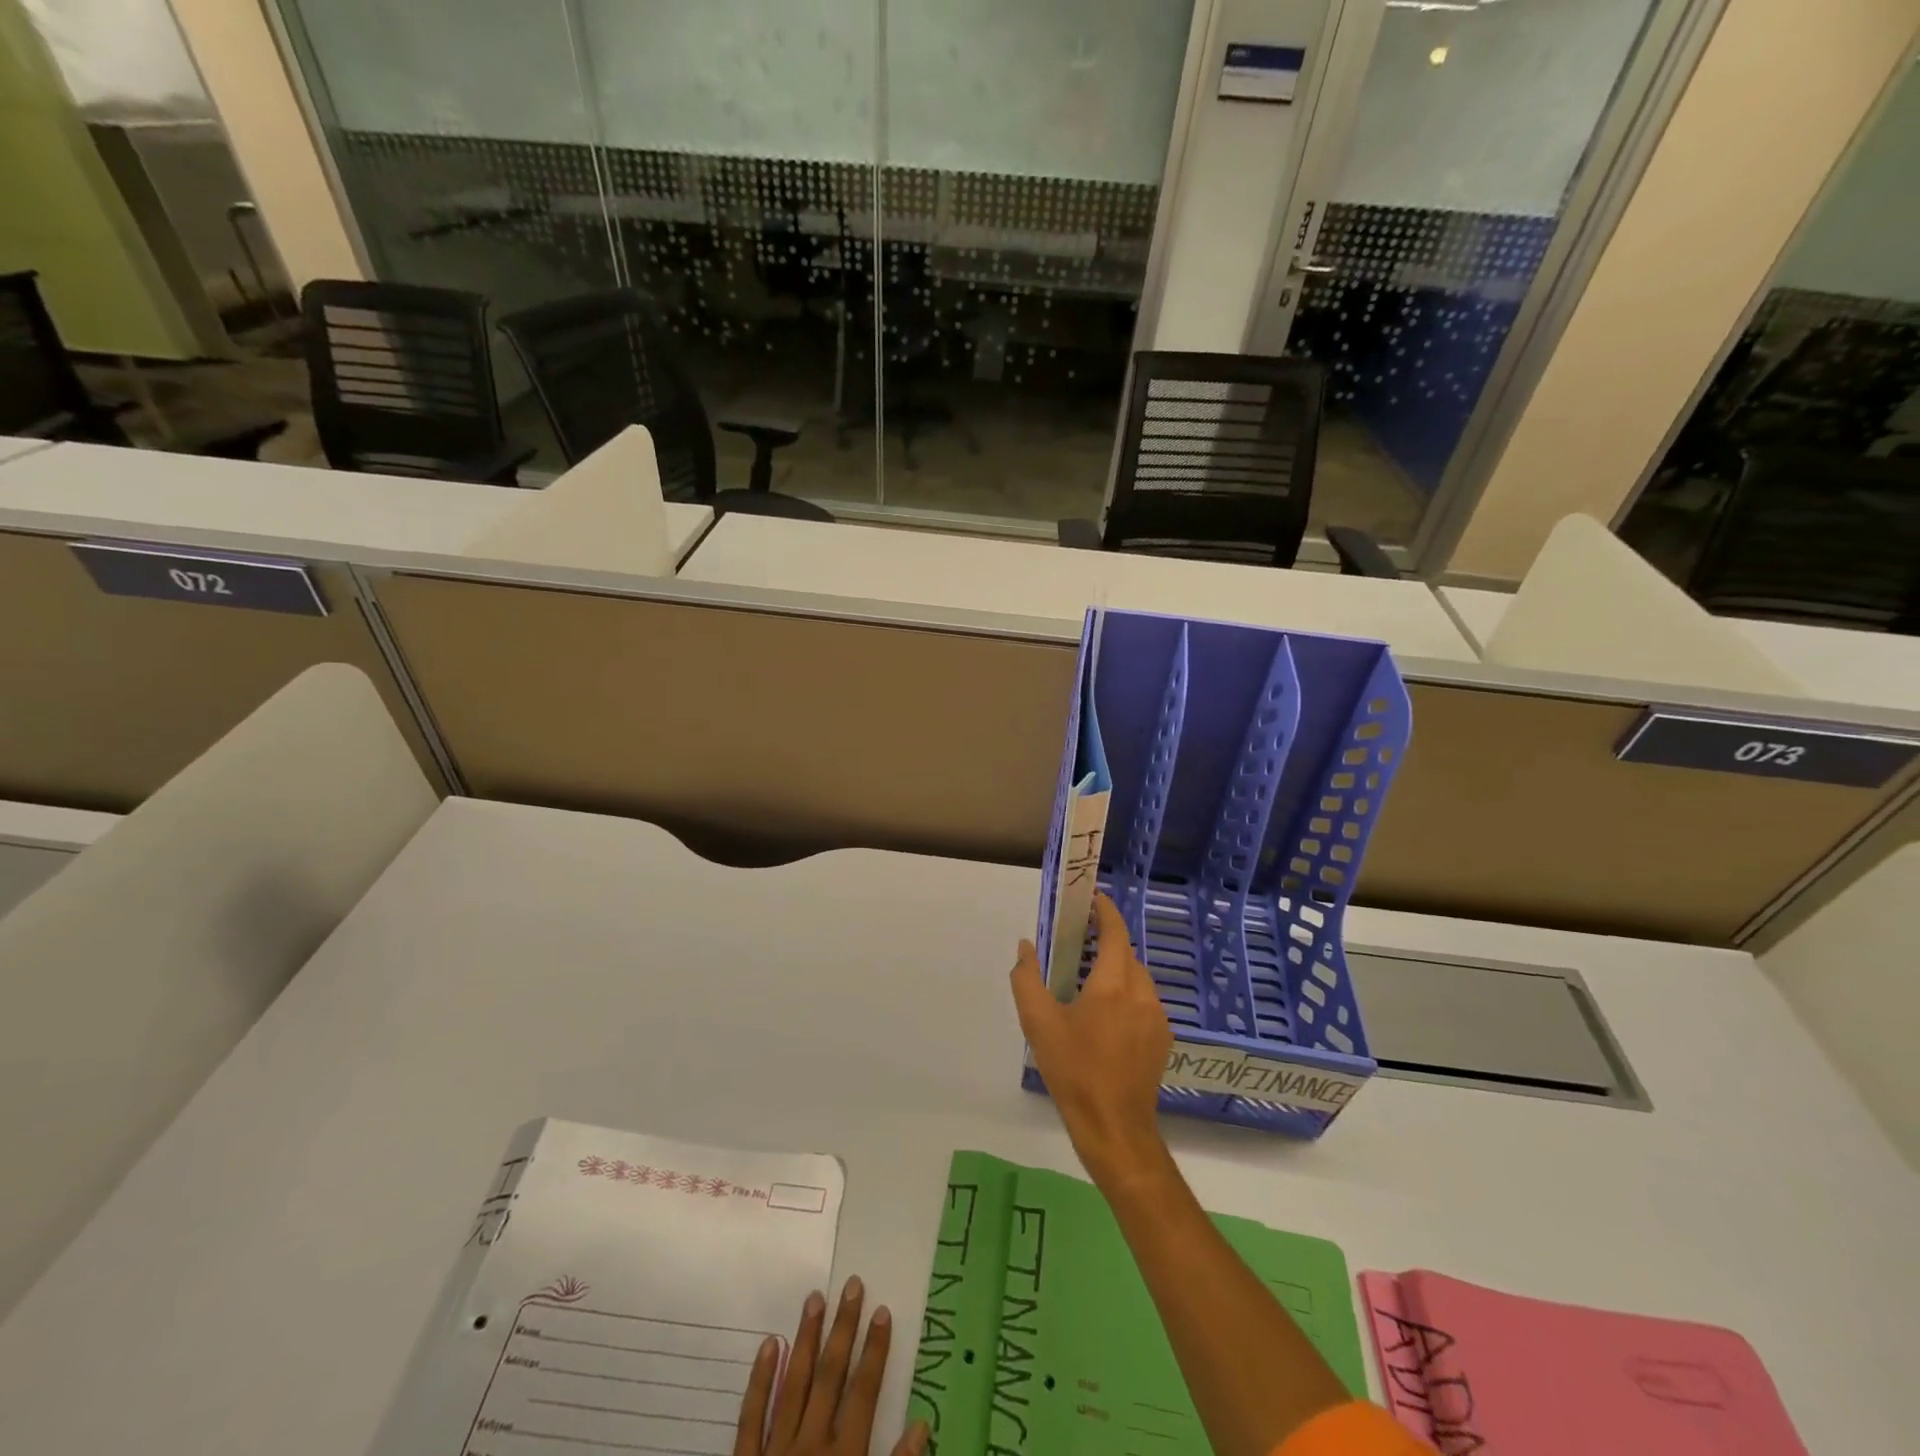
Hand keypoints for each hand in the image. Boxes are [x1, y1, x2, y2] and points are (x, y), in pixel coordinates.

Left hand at [735, 1277, 927, 1455]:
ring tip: (815, 1298)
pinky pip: (750, 1418)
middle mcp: (810, 1448)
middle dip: (843, 1329)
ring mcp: (775, 1455)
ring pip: (793, 1384)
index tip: (883, 1311)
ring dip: (806, 1340)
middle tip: (852, 1285)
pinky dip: (760, 1380)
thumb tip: (923, 1426)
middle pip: (830, 1376)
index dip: (875, 1351)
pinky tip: (769, 1344)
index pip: (864, 1393)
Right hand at [1011, 892, 1173, 1189]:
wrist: (1114, 1128)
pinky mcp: (1163, 1038)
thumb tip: (1025, 947)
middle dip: (1105, 942)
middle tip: (1078, 943)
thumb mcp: (1038, 1023)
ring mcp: (1157, 1017)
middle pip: (1126, 954)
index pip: (1115, 932)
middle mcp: (1141, 993)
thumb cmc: (1073, 1070)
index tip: (1090, 899)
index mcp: (1113, 984)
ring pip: (1137, 978)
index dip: (1105, 911)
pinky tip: (1106, 1017)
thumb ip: (1027, 978)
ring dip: (1116, 970)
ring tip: (1088, 982)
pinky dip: (1126, 995)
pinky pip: (1144, 1002)